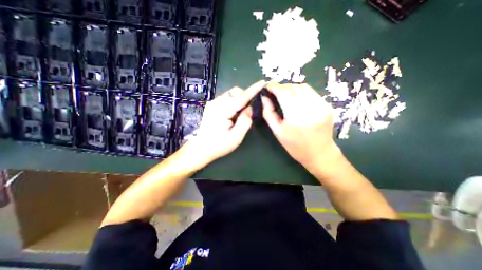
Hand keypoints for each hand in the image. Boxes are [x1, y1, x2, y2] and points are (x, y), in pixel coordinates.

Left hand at [186, 80, 264, 162]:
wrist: (200, 148)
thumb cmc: (219, 145)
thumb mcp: (236, 137)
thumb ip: (245, 121)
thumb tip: (250, 108)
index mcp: (222, 110)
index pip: (241, 97)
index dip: (253, 90)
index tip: (263, 82)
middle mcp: (216, 103)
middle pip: (235, 92)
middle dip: (245, 97)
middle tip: (250, 110)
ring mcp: (213, 103)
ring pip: (231, 94)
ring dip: (239, 100)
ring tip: (240, 114)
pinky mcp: (212, 106)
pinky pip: (226, 99)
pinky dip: (234, 103)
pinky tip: (233, 114)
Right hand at [262, 83, 340, 174]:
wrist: (319, 154)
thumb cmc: (295, 146)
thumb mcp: (277, 132)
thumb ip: (268, 113)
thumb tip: (264, 98)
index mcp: (295, 117)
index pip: (284, 93)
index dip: (274, 86)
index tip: (268, 86)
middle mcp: (310, 109)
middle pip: (294, 87)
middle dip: (282, 87)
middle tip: (276, 93)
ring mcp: (322, 106)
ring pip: (304, 87)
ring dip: (292, 88)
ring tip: (286, 95)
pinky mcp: (327, 106)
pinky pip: (312, 93)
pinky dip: (301, 93)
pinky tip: (297, 100)